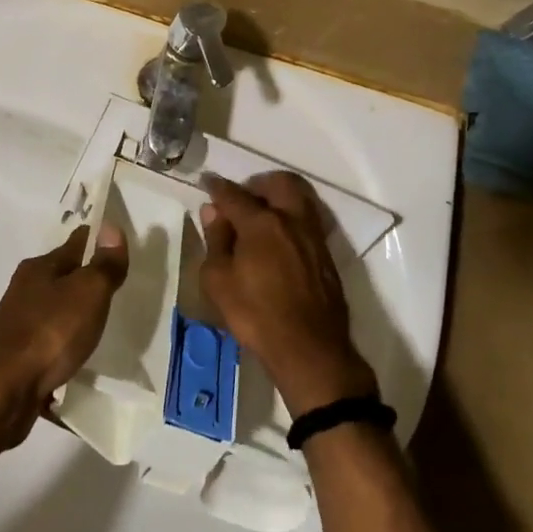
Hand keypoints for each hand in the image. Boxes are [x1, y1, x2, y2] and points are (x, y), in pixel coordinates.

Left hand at [0, 223, 128, 442]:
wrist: (0, 392)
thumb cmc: (49, 333)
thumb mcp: (87, 293)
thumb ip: (103, 264)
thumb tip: (111, 226)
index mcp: (40, 268)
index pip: (76, 243)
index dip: (98, 240)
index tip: (117, 244)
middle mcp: (26, 291)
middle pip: (62, 276)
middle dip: (85, 279)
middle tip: (115, 288)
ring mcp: (19, 325)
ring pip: (54, 312)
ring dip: (73, 316)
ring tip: (100, 326)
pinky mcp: (18, 359)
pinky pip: (49, 346)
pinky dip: (63, 349)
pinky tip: (77, 362)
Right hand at [198, 172, 377, 418]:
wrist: (309, 348)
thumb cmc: (256, 315)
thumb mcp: (219, 281)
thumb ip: (216, 240)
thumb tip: (213, 212)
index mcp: (262, 222)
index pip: (234, 194)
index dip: (217, 187)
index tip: (207, 182)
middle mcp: (291, 219)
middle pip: (278, 182)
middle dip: (257, 183)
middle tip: (241, 199)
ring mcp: (313, 235)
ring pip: (299, 197)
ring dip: (278, 197)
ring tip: (261, 216)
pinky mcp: (325, 253)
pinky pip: (308, 219)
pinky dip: (291, 217)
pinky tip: (279, 238)